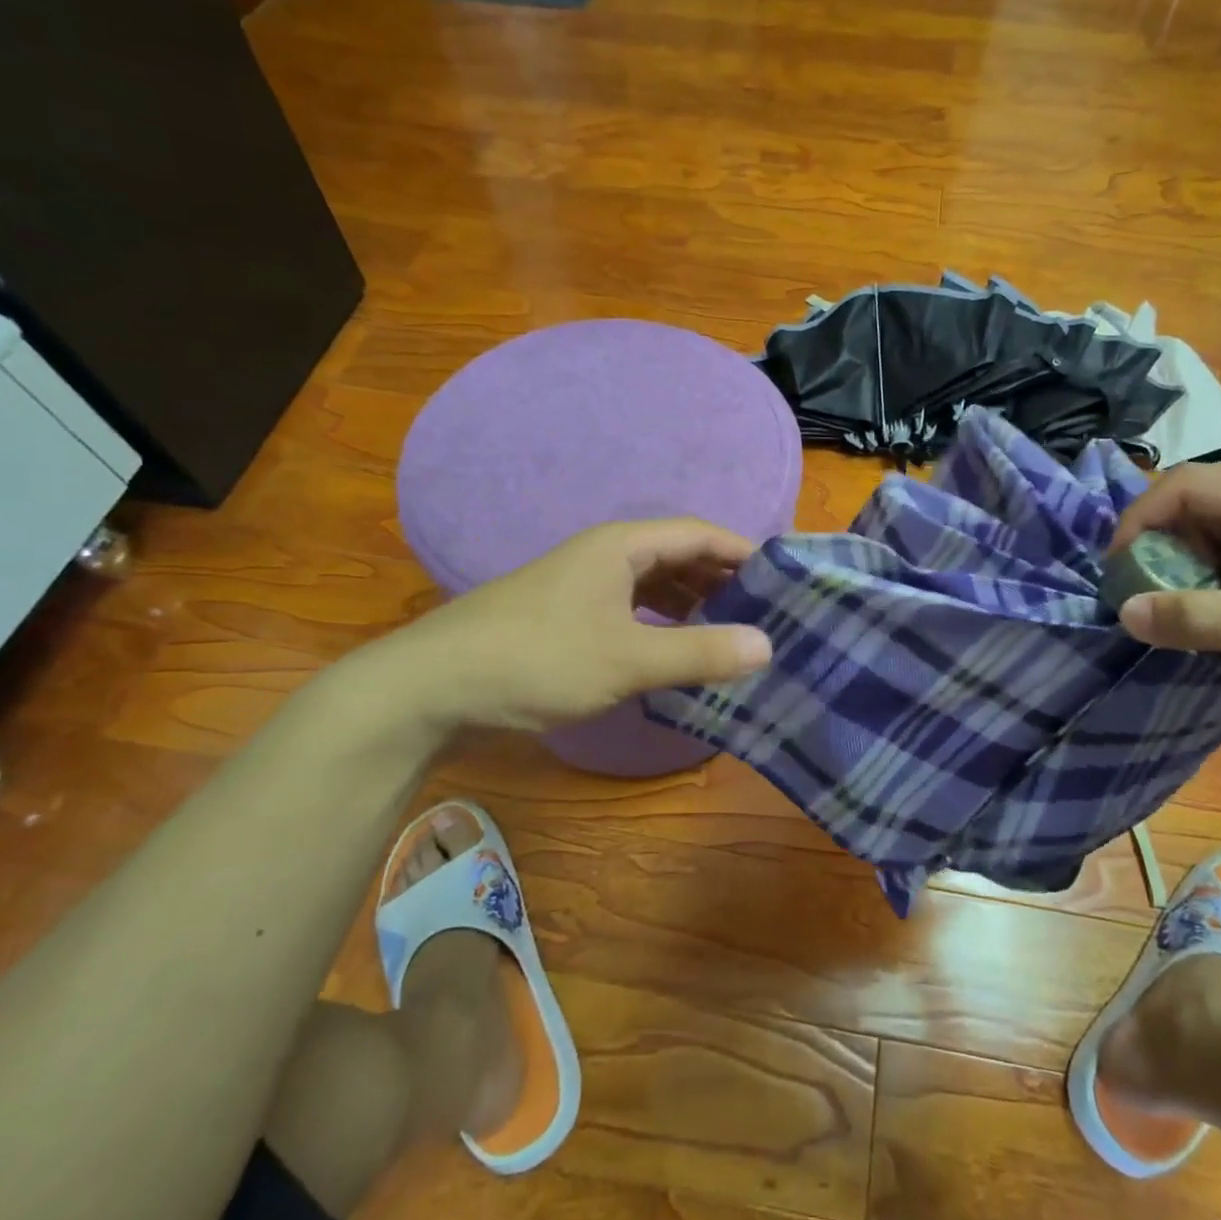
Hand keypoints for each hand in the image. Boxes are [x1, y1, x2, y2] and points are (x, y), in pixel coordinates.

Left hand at [340, 519, 771, 738]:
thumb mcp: (626, 660)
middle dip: (723, 581)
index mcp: (622, 545)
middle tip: (765, 614)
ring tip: (730, 633)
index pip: (701, 534)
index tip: (785, 581)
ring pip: (654, 584)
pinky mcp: (568, 614)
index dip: (745, 553)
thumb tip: (768, 645)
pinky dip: (662, 623)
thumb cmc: (538, 659)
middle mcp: (605, 554)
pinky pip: (632, 607)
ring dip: (692, 604)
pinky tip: (675, 650)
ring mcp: (584, 584)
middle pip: (679, 556)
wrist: (435, 685)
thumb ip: (699, 652)